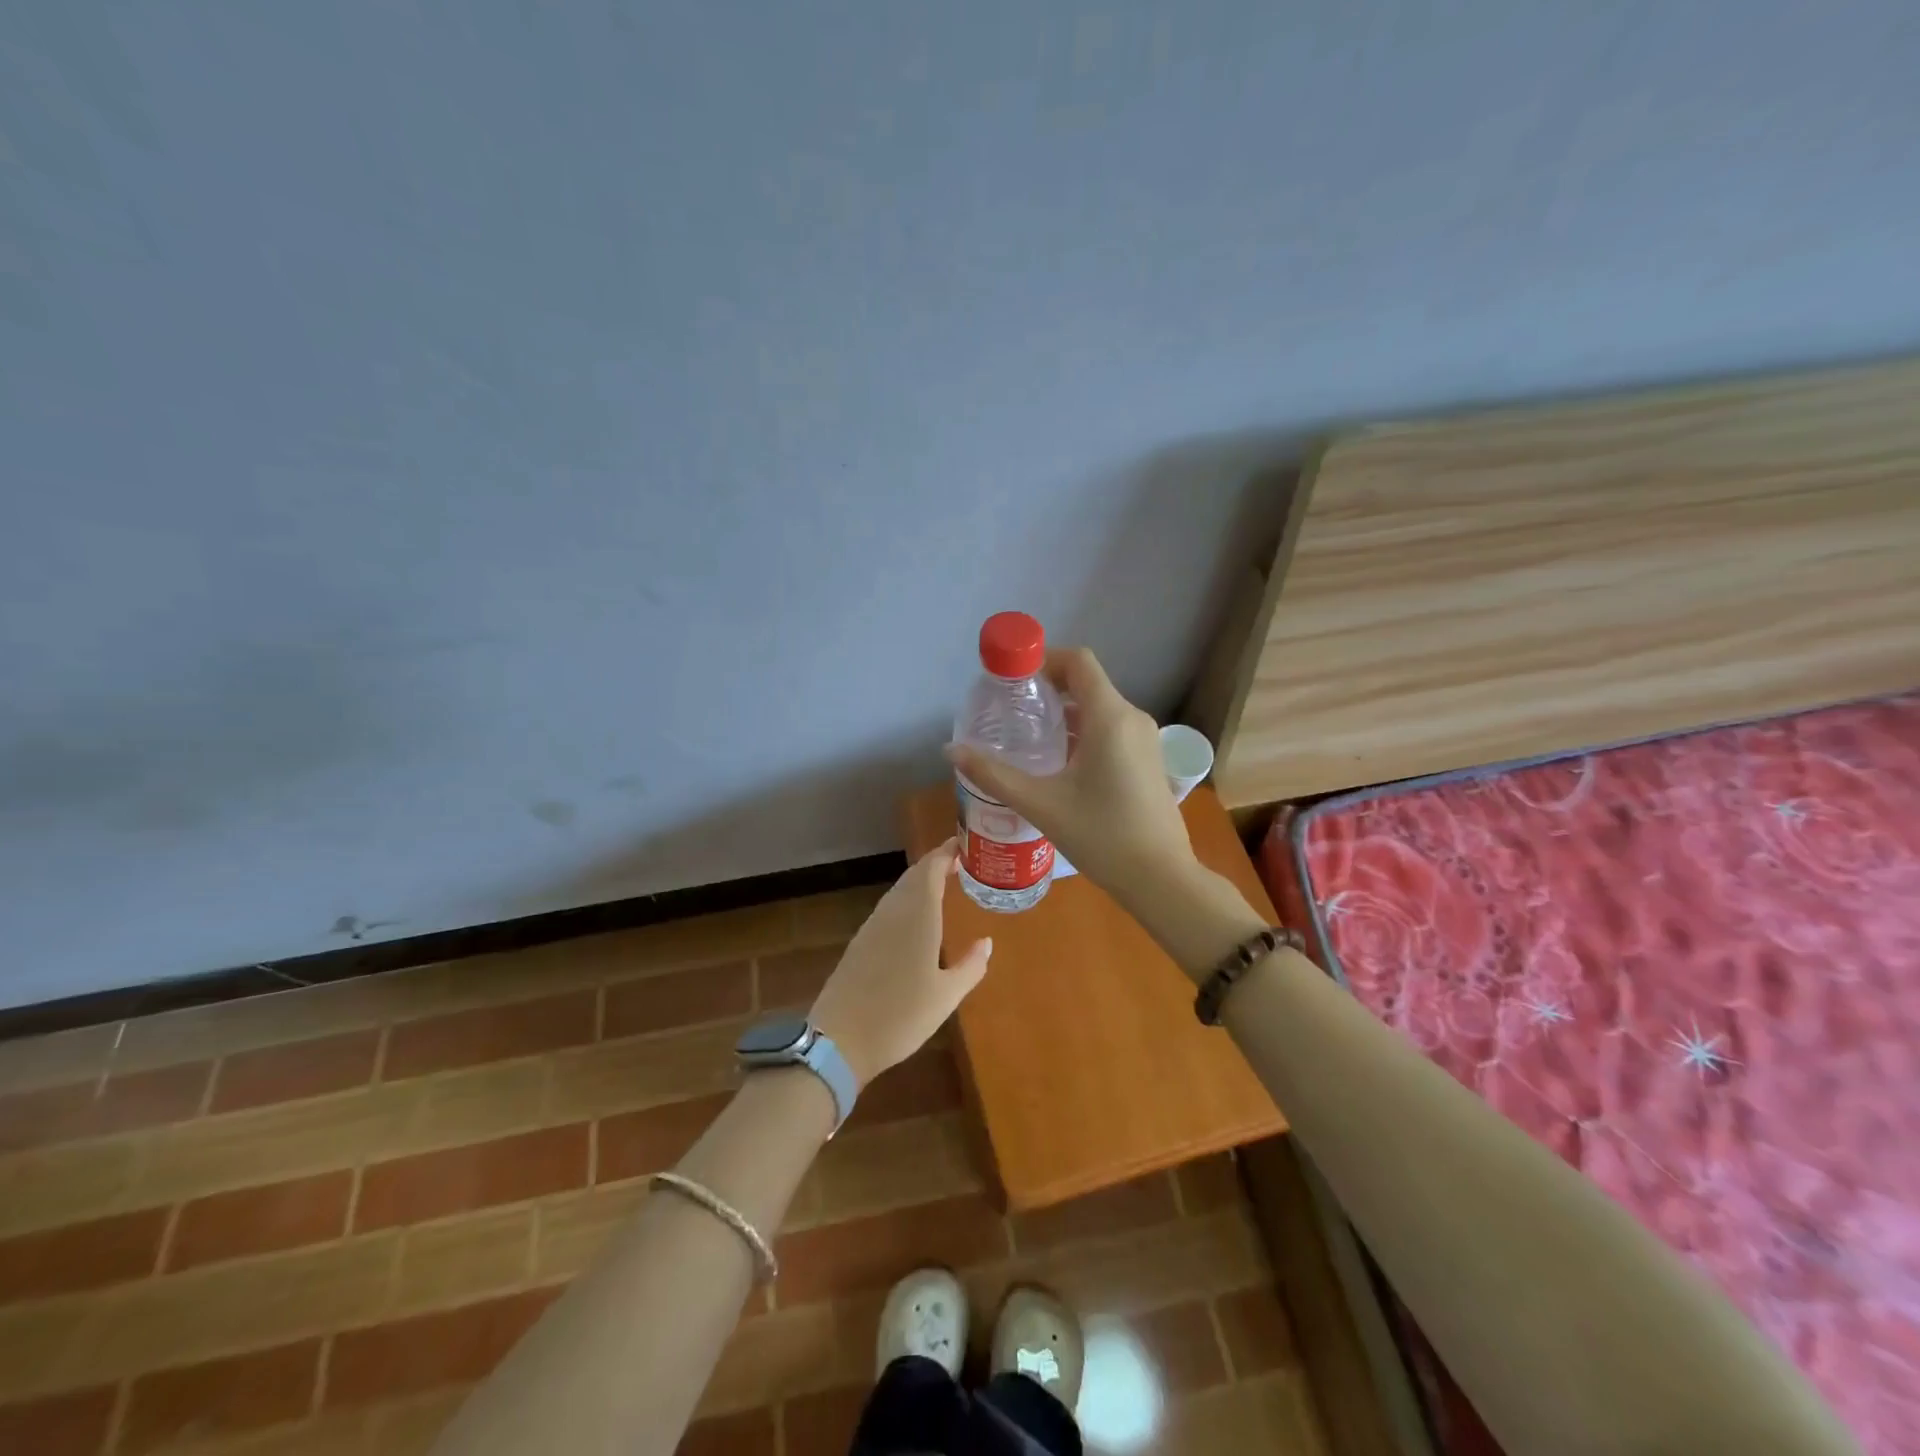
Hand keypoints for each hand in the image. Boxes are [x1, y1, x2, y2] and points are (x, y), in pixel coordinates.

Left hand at [807, 839, 991, 1087]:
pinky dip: (906, 901)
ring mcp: (872, 926)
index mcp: (917, 916)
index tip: (964, 845)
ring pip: (899, 891)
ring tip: (942, 885)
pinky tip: (915, 919)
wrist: (839, 1040)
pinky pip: (888, 909)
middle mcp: (893, 912)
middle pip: (913, 876)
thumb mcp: (946, 996)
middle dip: (935, 864)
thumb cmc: (901, 1016)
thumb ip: (970, 966)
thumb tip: (987, 942)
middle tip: (959, 862)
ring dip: (920, 882)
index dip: (946, 852)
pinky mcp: (860, 943)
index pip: (931, 869)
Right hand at [944, 646, 1196, 914]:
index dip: (1043, 660)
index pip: (1078, 662)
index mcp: (1110, 717)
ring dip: (1064, 713)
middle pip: (1087, 683)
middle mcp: (1132, 718)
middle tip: (1010, 712)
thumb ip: (993, 774)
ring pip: (1099, 708)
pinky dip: (1082, 732)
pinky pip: (1111, 729)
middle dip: (1048, 689)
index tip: (1012, 680)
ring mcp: (1144, 740)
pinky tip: (1058, 763)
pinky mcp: (1148, 760)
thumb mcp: (1040, 804)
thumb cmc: (1101, 836)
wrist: (1160, 879)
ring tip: (1027, 738)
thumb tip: (951, 750)